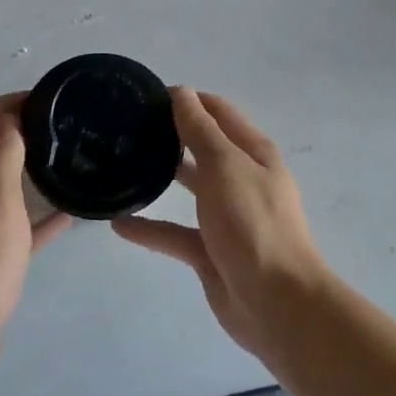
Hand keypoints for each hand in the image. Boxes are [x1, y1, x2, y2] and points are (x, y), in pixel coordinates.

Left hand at [0, 95, 69, 384]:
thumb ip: (3, 157)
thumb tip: (9, 120)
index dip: (4, 104)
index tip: (41, 99)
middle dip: (16, 131)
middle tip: (58, 126)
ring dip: (26, 169)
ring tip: (64, 159)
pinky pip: (11, 222)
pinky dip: (34, 214)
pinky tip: (67, 214)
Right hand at [112, 89, 328, 360]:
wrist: (277, 303)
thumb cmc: (253, 224)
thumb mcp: (225, 166)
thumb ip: (200, 130)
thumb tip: (181, 92)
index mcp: (252, 153)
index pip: (218, 112)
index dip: (187, 100)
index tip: (146, 96)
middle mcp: (241, 179)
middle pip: (203, 147)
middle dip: (171, 135)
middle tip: (127, 128)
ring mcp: (226, 217)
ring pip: (190, 188)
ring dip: (161, 176)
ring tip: (121, 165)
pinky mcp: (210, 251)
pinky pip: (175, 233)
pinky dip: (150, 228)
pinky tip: (119, 224)